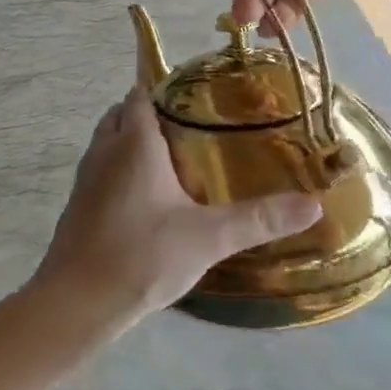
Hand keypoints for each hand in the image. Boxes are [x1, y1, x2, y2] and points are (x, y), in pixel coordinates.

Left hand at [30, 86, 320, 337]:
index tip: (198, 94)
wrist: (77, 301)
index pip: (142, 94)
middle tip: (192, 127)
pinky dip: (121, 169)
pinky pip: (101, 170)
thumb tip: (313, 203)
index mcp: (133, 144)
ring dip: (132, 141)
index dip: (165, 87)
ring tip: (174, 159)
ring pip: (109, 142)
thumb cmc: (142, 256)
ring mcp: (86, 179)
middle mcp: (104, 151)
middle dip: (151, 113)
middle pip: (122, 114)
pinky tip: (148, 198)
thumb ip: (259, 219)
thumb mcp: (209, 237)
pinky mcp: (78, 205)